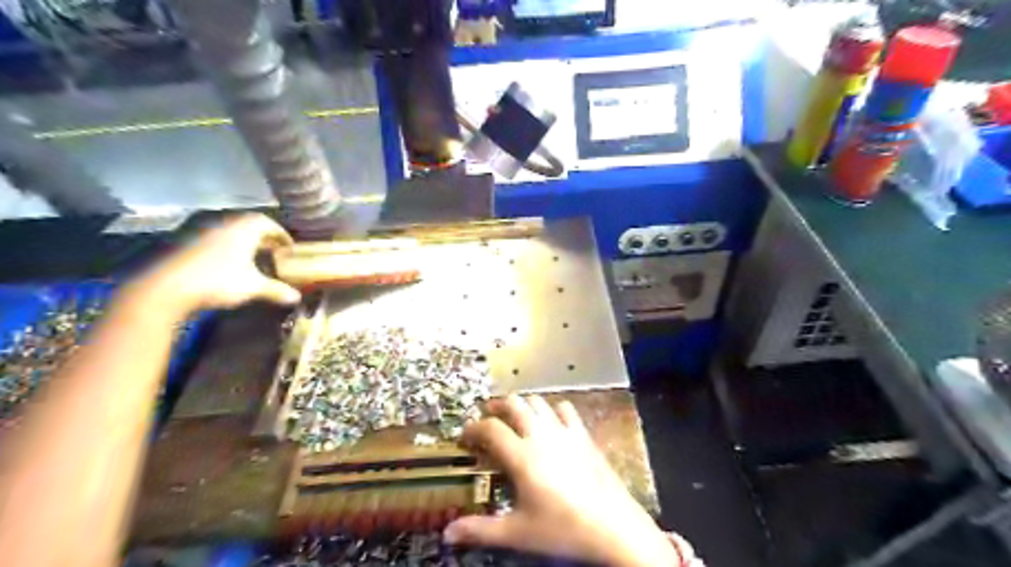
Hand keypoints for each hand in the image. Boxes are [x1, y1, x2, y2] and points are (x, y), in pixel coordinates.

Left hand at [124, 213, 298, 315]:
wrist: (165, 287)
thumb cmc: (218, 281)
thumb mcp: (253, 287)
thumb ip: (276, 290)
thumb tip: (297, 297)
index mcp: (243, 228)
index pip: (268, 223)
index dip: (280, 234)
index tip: (288, 247)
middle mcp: (223, 223)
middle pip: (248, 225)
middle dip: (263, 238)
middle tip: (273, 252)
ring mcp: (201, 231)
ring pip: (229, 232)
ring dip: (243, 242)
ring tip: (252, 259)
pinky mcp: (183, 242)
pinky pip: (213, 240)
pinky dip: (225, 248)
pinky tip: (226, 265)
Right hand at [445, 395, 681, 565]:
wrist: (612, 526)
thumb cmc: (562, 529)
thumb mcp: (517, 532)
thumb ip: (480, 530)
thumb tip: (448, 533)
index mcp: (521, 456)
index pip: (490, 429)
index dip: (473, 428)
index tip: (464, 435)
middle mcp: (540, 435)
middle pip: (514, 404)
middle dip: (496, 407)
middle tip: (487, 418)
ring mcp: (564, 431)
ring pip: (537, 402)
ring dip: (522, 405)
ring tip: (515, 418)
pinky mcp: (583, 435)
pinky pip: (565, 409)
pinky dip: (552, 409)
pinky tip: (550, 422)